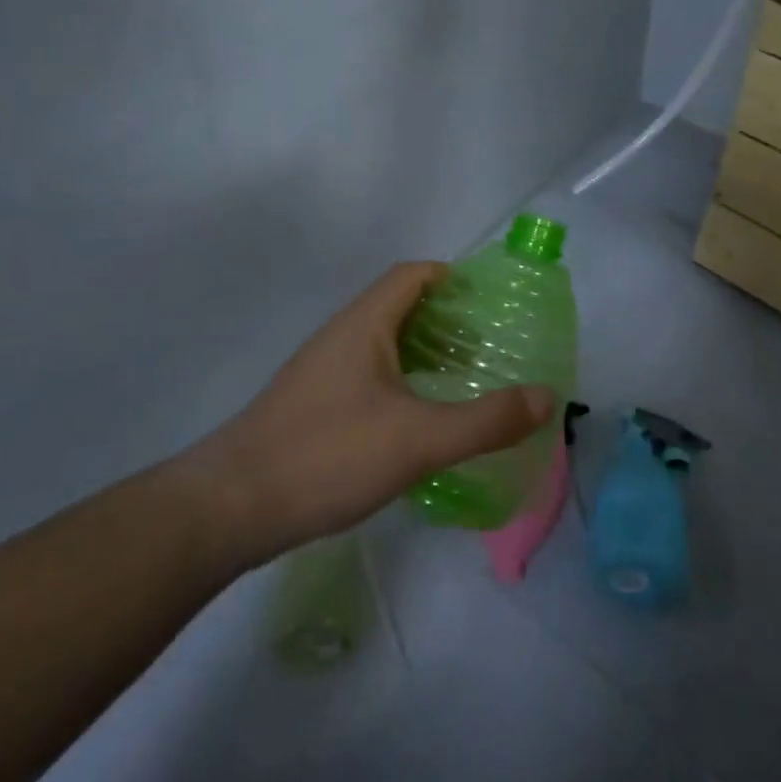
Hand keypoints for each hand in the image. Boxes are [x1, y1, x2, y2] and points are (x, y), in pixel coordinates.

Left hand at [194, 263, 554, 561]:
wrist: (233, 506)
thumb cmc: (328, 454)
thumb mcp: (419, 439)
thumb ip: (486, 419)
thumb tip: (547, 397)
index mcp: (365, 324)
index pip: (412, 275)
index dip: (452, 278)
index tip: (491, 301)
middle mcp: (342, 336)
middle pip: (400, 307)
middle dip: (447, 319)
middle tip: (489, 346)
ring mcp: (323, 372)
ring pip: (383, 344)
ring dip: (424, 353)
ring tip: (464, 381)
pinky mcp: (314, 406)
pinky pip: (369, 376)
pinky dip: (403, 382)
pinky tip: (418, 422)